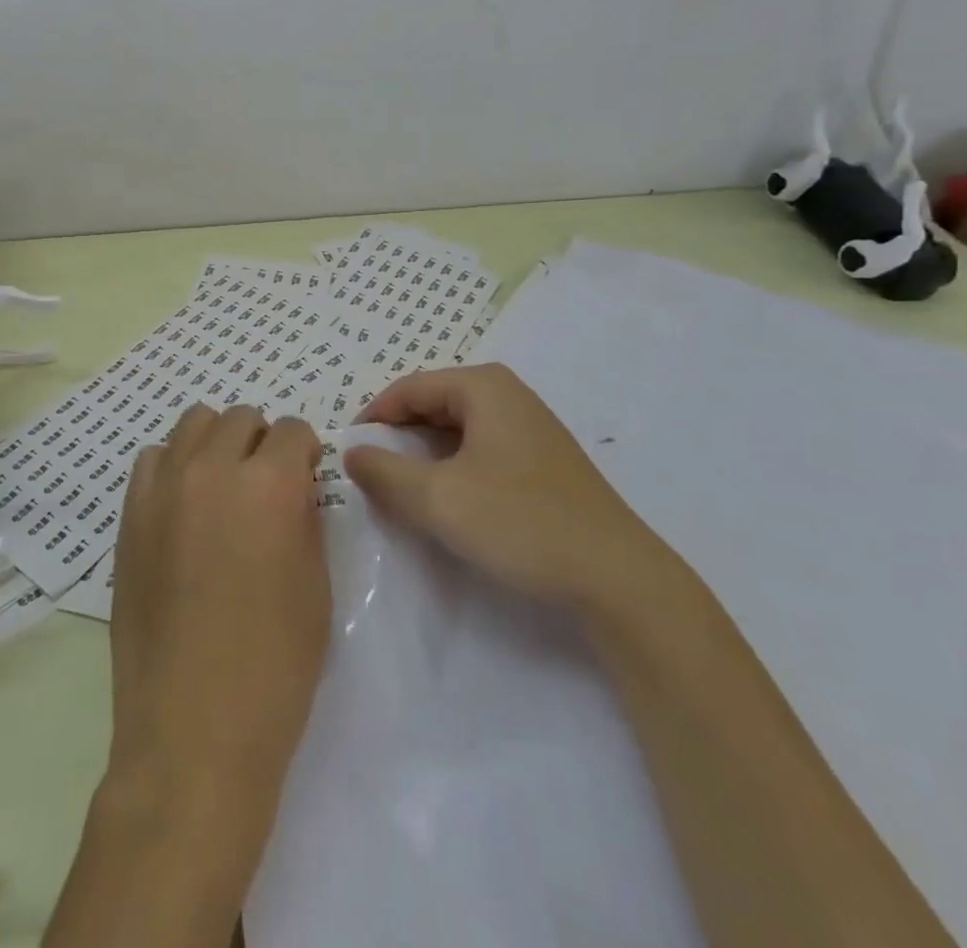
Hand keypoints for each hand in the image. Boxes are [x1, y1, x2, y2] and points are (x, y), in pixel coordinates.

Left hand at [106, 405, 329, 835]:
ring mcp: (162, 489)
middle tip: (266, 485)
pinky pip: (154, 460)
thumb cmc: (274, 667)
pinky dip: (175, 467)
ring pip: (193, 425)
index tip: (305, 477)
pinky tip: (184, 508)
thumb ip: (304, 517)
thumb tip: (293, 488)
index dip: (305, 452)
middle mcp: (211, 469)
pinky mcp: (130, 515)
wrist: (192, 732)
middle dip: (261, 442)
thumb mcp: (315, 585)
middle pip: (239, 418)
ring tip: (224, 488)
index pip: (292, 430)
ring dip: (217, 444)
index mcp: (268, 484)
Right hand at [347, 363, 678, 619]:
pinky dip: (453, 469)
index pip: (408, 388)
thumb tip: (352, 452)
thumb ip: (383, 472)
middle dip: (398, 437)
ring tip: (403, 491)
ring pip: (456, 431)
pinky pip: (480, 451)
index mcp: (483, 387)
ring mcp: (530, 428)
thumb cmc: (520, 523)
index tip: (347, 453)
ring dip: (424, 457)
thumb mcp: (438, 498)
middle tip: (370, 475)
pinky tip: (449, 502)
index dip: (373, 418)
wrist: (618, 579)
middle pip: (432, 404)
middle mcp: (508, 395)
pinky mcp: (542, 462)